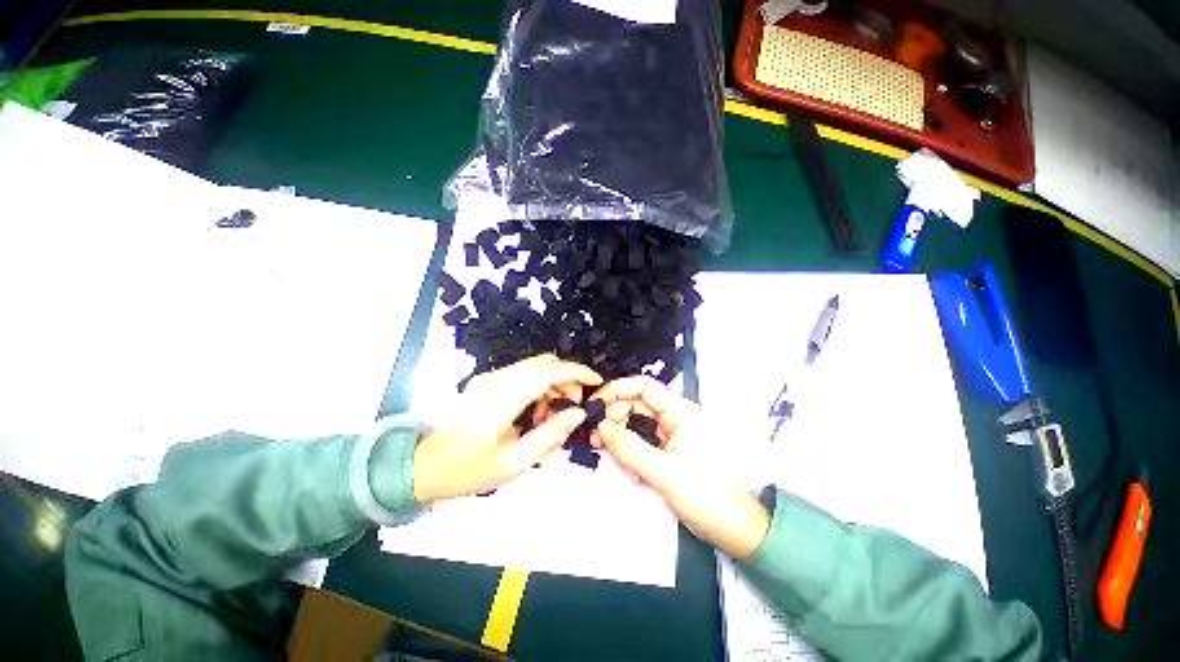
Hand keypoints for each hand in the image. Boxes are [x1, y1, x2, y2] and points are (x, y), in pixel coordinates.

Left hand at [413, 354, 601, 503]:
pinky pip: (522, 374)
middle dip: (567, 378)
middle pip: (543, 363)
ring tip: (552, 415)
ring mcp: (490, 378)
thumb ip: (550, 435)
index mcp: (502, 397)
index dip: (577, 372)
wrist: (423, 466)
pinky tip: (534, 412)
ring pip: (534, 367)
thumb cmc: (468, 469)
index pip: (548, 371)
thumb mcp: (514, 462)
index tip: (597, 382)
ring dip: (552, 383)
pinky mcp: (487, 381)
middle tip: (573, 406)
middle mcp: (497, 379)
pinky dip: (538, 386)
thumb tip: (578, 414)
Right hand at [591, 376, 770, 558]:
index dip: (616, 390)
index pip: (643, 387)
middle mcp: (675, 417)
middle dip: (615, 418)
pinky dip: (631, 452)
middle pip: (636, 404)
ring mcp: (672, 433)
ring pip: (636, 424)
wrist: (735, 530)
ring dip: (621, 438)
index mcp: (681, 412)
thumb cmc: (706, 497)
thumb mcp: (664, 472)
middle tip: (597, 438)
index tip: (594, 405)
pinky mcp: (669, 449)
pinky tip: (630, 472)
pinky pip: (642, 441)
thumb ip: (629, 448)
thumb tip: (600, 428)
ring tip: (615, 460)